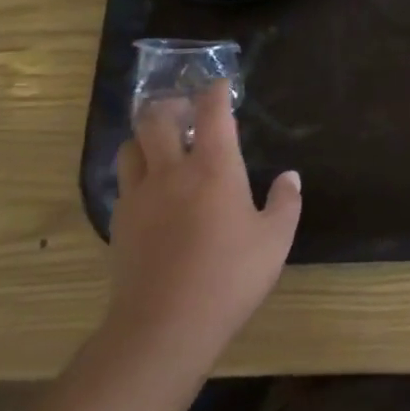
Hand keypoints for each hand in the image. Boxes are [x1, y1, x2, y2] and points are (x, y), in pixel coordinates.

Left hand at [108, 84, 300, 377]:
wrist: (164, 326)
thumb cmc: (230, 277)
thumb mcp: (275, 240)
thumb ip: (285, 202)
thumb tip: (289, 176)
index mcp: (214, 168)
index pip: (212, 112)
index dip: (215, 92)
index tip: (220, 85)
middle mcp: (171, 171)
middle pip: (156, 119)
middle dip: (171, 104)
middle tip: (186, 109)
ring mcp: (139, 196)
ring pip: (130, 147)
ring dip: (146, 136)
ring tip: (163, 143)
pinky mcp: (120, 222)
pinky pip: (124, 181)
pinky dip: (137, 171)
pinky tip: (153, 188)